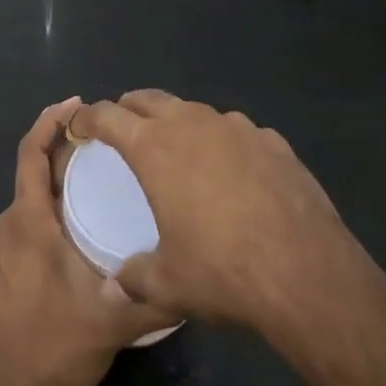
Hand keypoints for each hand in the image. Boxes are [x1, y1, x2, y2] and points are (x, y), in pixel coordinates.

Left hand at [0, 99, 175, 385]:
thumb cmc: (52, 348)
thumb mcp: (111, 321)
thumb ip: (153, 296)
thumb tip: (192, 275)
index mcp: (28, 220)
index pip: (31, 152)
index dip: (50, 120)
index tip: (78, 103)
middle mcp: (9, 224)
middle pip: (33, 171)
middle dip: (64, 150)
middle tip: (106, 144)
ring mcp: (1, 248)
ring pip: (30, 199)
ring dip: (57, 181)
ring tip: (98, 180)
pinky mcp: (1, 269)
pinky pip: (27, 221)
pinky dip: (49, 208)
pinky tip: (78, 227)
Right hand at [68, 91, 385, 357]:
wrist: (306, 272)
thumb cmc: (223, 272)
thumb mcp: (168, 284)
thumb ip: (134, 279)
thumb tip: (114, 287)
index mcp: (155, 147)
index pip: (107, 115)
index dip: (87, 118)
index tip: (78, 127)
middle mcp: (191, 123)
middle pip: (148, 98)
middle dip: (128, 109)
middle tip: (121, 130)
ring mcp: (235, 126)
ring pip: (193, 111)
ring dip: (177, 123)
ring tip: (178, 153)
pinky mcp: (271, 140)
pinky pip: (235, 132)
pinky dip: (222, 144)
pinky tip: (233, 175)